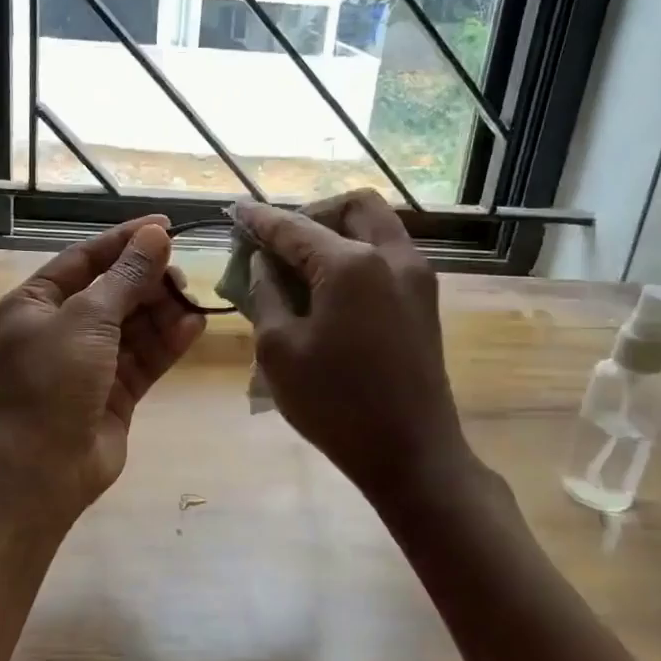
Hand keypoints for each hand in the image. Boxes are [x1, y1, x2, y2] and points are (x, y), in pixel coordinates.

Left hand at [0, 215, 206, 525]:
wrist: (42, 471)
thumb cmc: (52, 382)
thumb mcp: (86, 319)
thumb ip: (125, 277)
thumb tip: (155, 235)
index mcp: (36, 303)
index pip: (85, 258)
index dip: (124, 241)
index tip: (165, 227)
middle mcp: (60, 328)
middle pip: (113, 291)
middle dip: (147, 281)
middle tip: (182, 275)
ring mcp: (89, 362)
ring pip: (133, 324)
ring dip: (162, 311)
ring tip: (193, 301)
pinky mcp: (115, 391)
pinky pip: (145, 357)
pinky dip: (167, 341)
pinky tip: (195, 326)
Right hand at [235, 191, 472, 503]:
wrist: (412, 454)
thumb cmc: (336, 404)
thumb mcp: (279, 350)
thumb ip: (265, 294)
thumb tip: (263, 263)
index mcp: (351, 265)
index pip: (294, 227)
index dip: (260, 219)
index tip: (236, 211)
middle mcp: (392, 256)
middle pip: (353, 206)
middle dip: (312, 213)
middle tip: (281, 242)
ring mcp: (416, 277)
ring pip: (377, 226)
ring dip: (338, 231)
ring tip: (302, 264)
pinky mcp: (425, 301)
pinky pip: (388, 254)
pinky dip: (358, 254)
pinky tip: (330, 287)